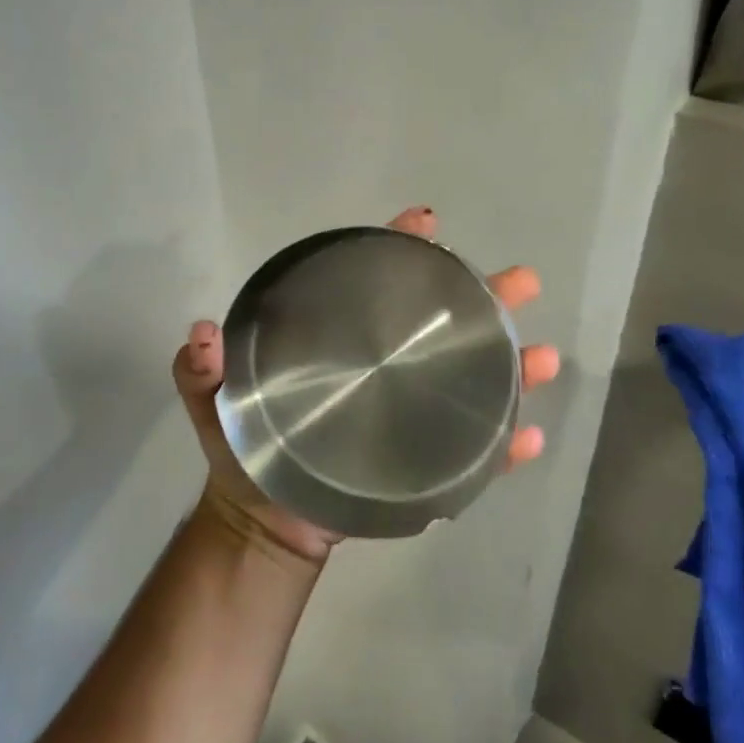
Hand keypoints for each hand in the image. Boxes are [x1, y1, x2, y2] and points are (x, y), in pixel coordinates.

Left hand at [170, 206, 560, 565]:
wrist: (264, 520)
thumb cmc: (241, 450)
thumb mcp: (211, 401)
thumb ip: (199, 368)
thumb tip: (201, 334)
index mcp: (337, 340)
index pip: (371, 280)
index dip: (397, 245)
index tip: (425, 222)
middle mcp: (382, 368)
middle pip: (439, 323)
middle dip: (483, 296)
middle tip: (523, 281)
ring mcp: (407, 415)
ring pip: (469, 382)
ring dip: (512, 368)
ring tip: (544, 359)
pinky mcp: (421, 464)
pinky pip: (472, 454)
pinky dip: (502, 446)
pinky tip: (530, 438)